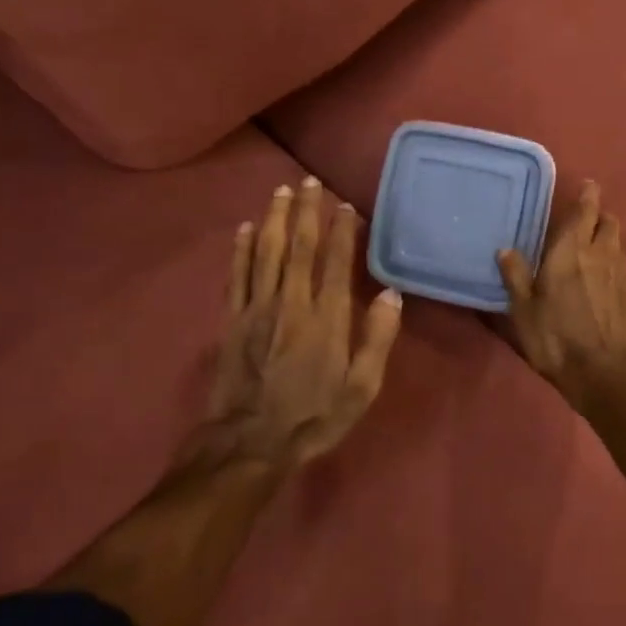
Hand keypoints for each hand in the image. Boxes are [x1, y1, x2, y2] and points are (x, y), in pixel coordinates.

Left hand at [205, 178, 402, 468]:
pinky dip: (241, 248)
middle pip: (299, 247)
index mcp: (326, 318)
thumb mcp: (361, 388)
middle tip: (310, 181)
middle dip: (306, 211)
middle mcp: (291, 303)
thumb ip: (377, 339)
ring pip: (267, 252)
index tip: (345, 205)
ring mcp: (257, 309)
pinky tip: (246, 227)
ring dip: (276, 218)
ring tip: (282, 190)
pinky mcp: (232, 320)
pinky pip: (237, 275)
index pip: (335, 261)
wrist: (249, 444)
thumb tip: (392, 294)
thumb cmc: (313, 417)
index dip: (341, 230)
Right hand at [497, 179, 625, 400]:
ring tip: (595, 253)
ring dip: (609, 243)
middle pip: (609, 223)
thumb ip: (516, 276)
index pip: (586, 211)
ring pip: (620, 247)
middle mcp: (603, 254)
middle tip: (588, 222)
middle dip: (600, 217)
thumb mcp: (524, 309)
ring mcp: (625, 276)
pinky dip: (616, 272)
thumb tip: (505, 249)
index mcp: (572, 250)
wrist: (605, 374)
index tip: (589, 186)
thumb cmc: (556, 338)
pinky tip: (607, 289)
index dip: (588, 196)